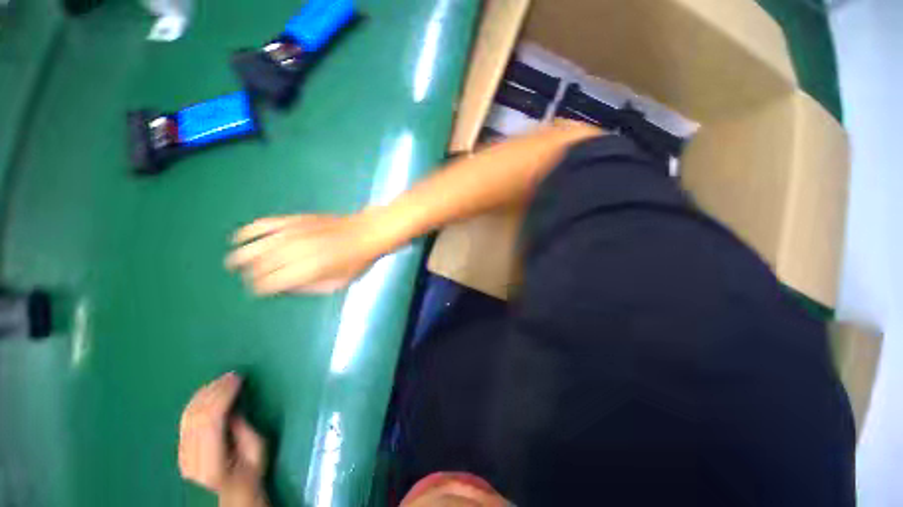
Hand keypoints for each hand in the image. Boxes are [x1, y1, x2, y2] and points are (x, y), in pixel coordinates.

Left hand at [178, 373, 266, 499]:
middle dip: (214, 390)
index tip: (237, 378)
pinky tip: (209, 391)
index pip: (211, 421)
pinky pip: (185, 418)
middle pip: (196, 416)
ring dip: (205, 393)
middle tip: (231, 374)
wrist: (233, 491)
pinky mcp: (180, 449)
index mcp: (212, 463)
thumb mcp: (257, 448)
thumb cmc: (252, 469)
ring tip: (222, 380)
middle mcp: (190, 460)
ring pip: (188, 415)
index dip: (223, 395)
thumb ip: (243, 428)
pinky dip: (197, 401)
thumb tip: (232, 406)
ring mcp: (182, 455)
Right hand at [225, 213, 388, 294]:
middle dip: (251, 273)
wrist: (368, 232)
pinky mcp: (298, 219)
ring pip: (259, 244)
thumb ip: (312, 288)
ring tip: (233, 261)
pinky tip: (241, 236)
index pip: (272, 282)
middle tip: (247, 277)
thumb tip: (288, 287)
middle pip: (263, 264)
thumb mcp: (340, 283)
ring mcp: (296, 233)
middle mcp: (297, 251)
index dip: (261, 287)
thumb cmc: (358, 261)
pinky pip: (268, 223)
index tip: (258, 290)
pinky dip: (251, 230)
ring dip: (243, 254)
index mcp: (308, 270)